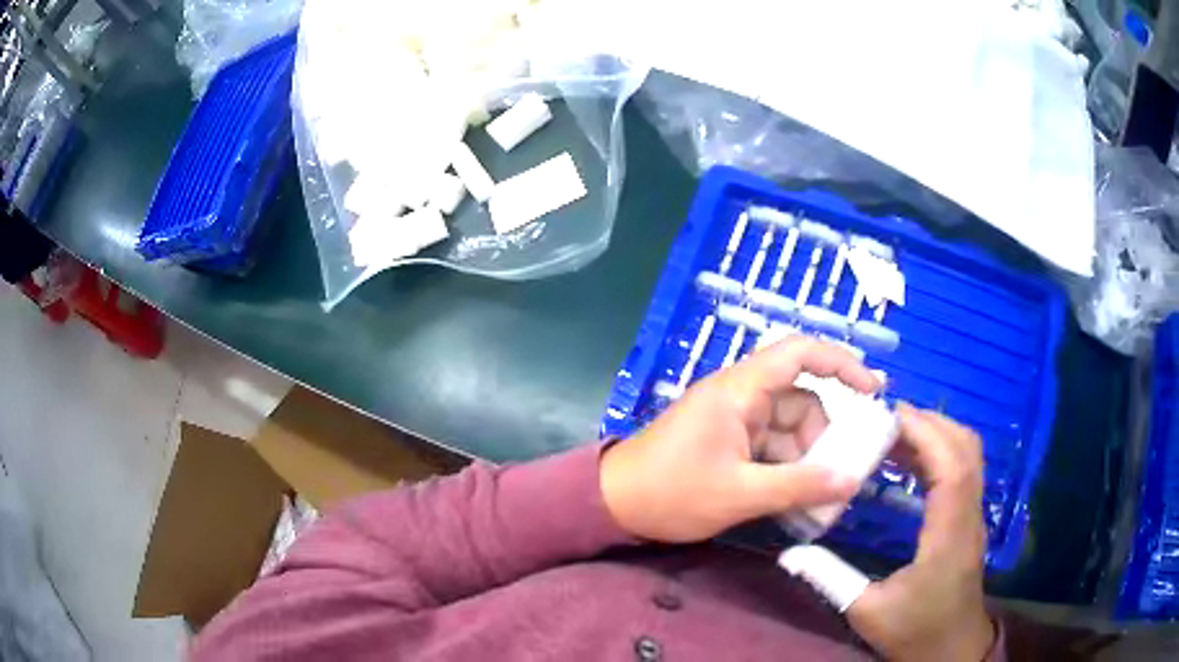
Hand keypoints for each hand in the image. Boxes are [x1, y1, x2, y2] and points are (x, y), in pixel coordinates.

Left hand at [600, 337, 880, 543]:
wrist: (612, 505)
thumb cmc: (670, 492)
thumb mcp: (739, 494)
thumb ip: (798, 487)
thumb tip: (851, 481)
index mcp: (740, 390)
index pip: (799, 352)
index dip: (841, 362)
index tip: (873, 390)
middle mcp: (740, 396)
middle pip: (801, 402)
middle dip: (824, 439)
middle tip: (840, 479)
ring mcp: (733, 420)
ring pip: (788, 430)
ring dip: (806, 461)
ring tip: (819, 501)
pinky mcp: (727, 442)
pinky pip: (770, 448)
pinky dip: (787, 470)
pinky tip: (796, 501)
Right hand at [846, 405, 995, 661]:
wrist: (951, 650)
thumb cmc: (915, 632)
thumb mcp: (867, 611)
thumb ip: (830, 579)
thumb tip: (789, 553)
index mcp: (949, 534)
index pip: (951, 467)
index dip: (926, 433)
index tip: (890, 417)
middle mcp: (969, 516)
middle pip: (966, 449)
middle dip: (931, 424)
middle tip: (887, 421)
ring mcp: (973, 516)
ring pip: (969, 456)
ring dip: (937, 435)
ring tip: (895, 436)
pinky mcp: (969, 521)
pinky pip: (963, 472)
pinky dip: (940, 454)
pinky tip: (910, 465)